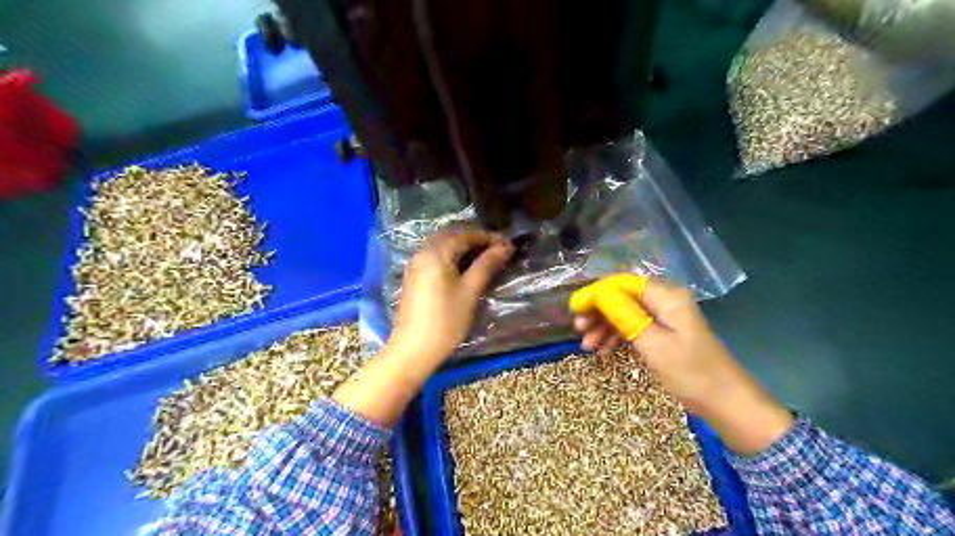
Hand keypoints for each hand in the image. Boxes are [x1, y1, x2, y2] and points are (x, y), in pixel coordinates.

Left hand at [386, 226, 514, 364]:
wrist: (413, 349)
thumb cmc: (445, 321)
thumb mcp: (470, 292)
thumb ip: (486, 265)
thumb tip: (505, 247)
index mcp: (435, 253)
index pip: (465, 233)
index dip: (488, 236)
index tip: (508, 244)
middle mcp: (422, 252)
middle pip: (451, 235)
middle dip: (476, 238)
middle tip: (498, 248)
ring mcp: (416, 264)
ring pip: (443, 244)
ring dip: (464, 245)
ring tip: (486, 256)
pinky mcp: (415, 276)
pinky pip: (435, 255)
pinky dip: (452, 254)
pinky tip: (466, 266)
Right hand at [570, 276, 795, 456]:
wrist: (725, 403)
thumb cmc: (690, 372)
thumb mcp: (652, 343)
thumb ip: (624, 315)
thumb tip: (598, 293)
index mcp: (666, 297)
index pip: (622, 283)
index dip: (596, 293)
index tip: (574, 308)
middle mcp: (664, 302)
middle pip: (622, 297)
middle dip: (598, 311)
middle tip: (578, 329)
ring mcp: (664, 319)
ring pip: (625, 314)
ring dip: (605, 327)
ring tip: (587, 346)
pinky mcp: (664, 334)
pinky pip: (634, 328)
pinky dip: (618, 337)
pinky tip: (603, 351)